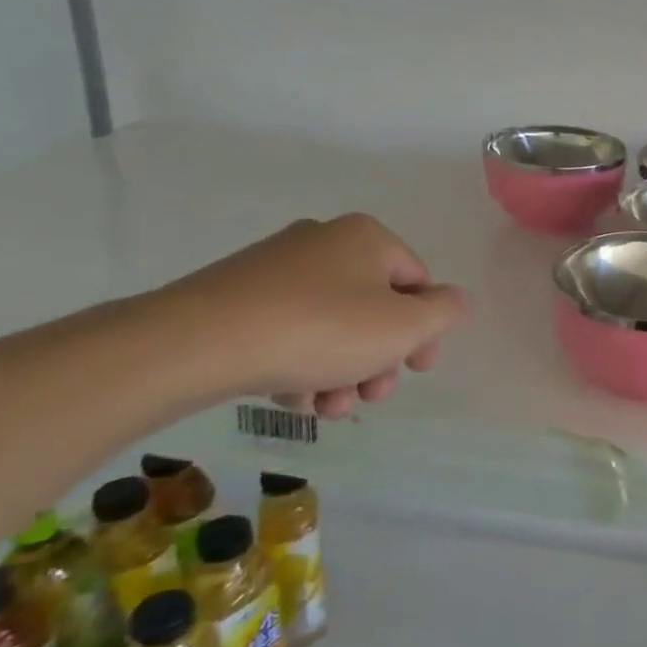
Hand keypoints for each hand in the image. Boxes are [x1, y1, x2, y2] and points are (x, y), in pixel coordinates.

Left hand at [157, 215, 468, 418]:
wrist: (194, 344)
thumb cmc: (320, 329)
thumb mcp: (405, 326)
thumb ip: (445, 311)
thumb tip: (452, 301)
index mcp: (368, 237)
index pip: (419, 282)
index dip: (425, 331)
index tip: (415, 370)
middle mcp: (324, 241)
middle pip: (374, 307)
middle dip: (378, 359)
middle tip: (369, 396)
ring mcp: (275, 267)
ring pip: (332, 325)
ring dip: (341, 371)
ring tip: (325, 409)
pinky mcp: (235, 295)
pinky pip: (289, 330)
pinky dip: (300, 364)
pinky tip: (291, 397)